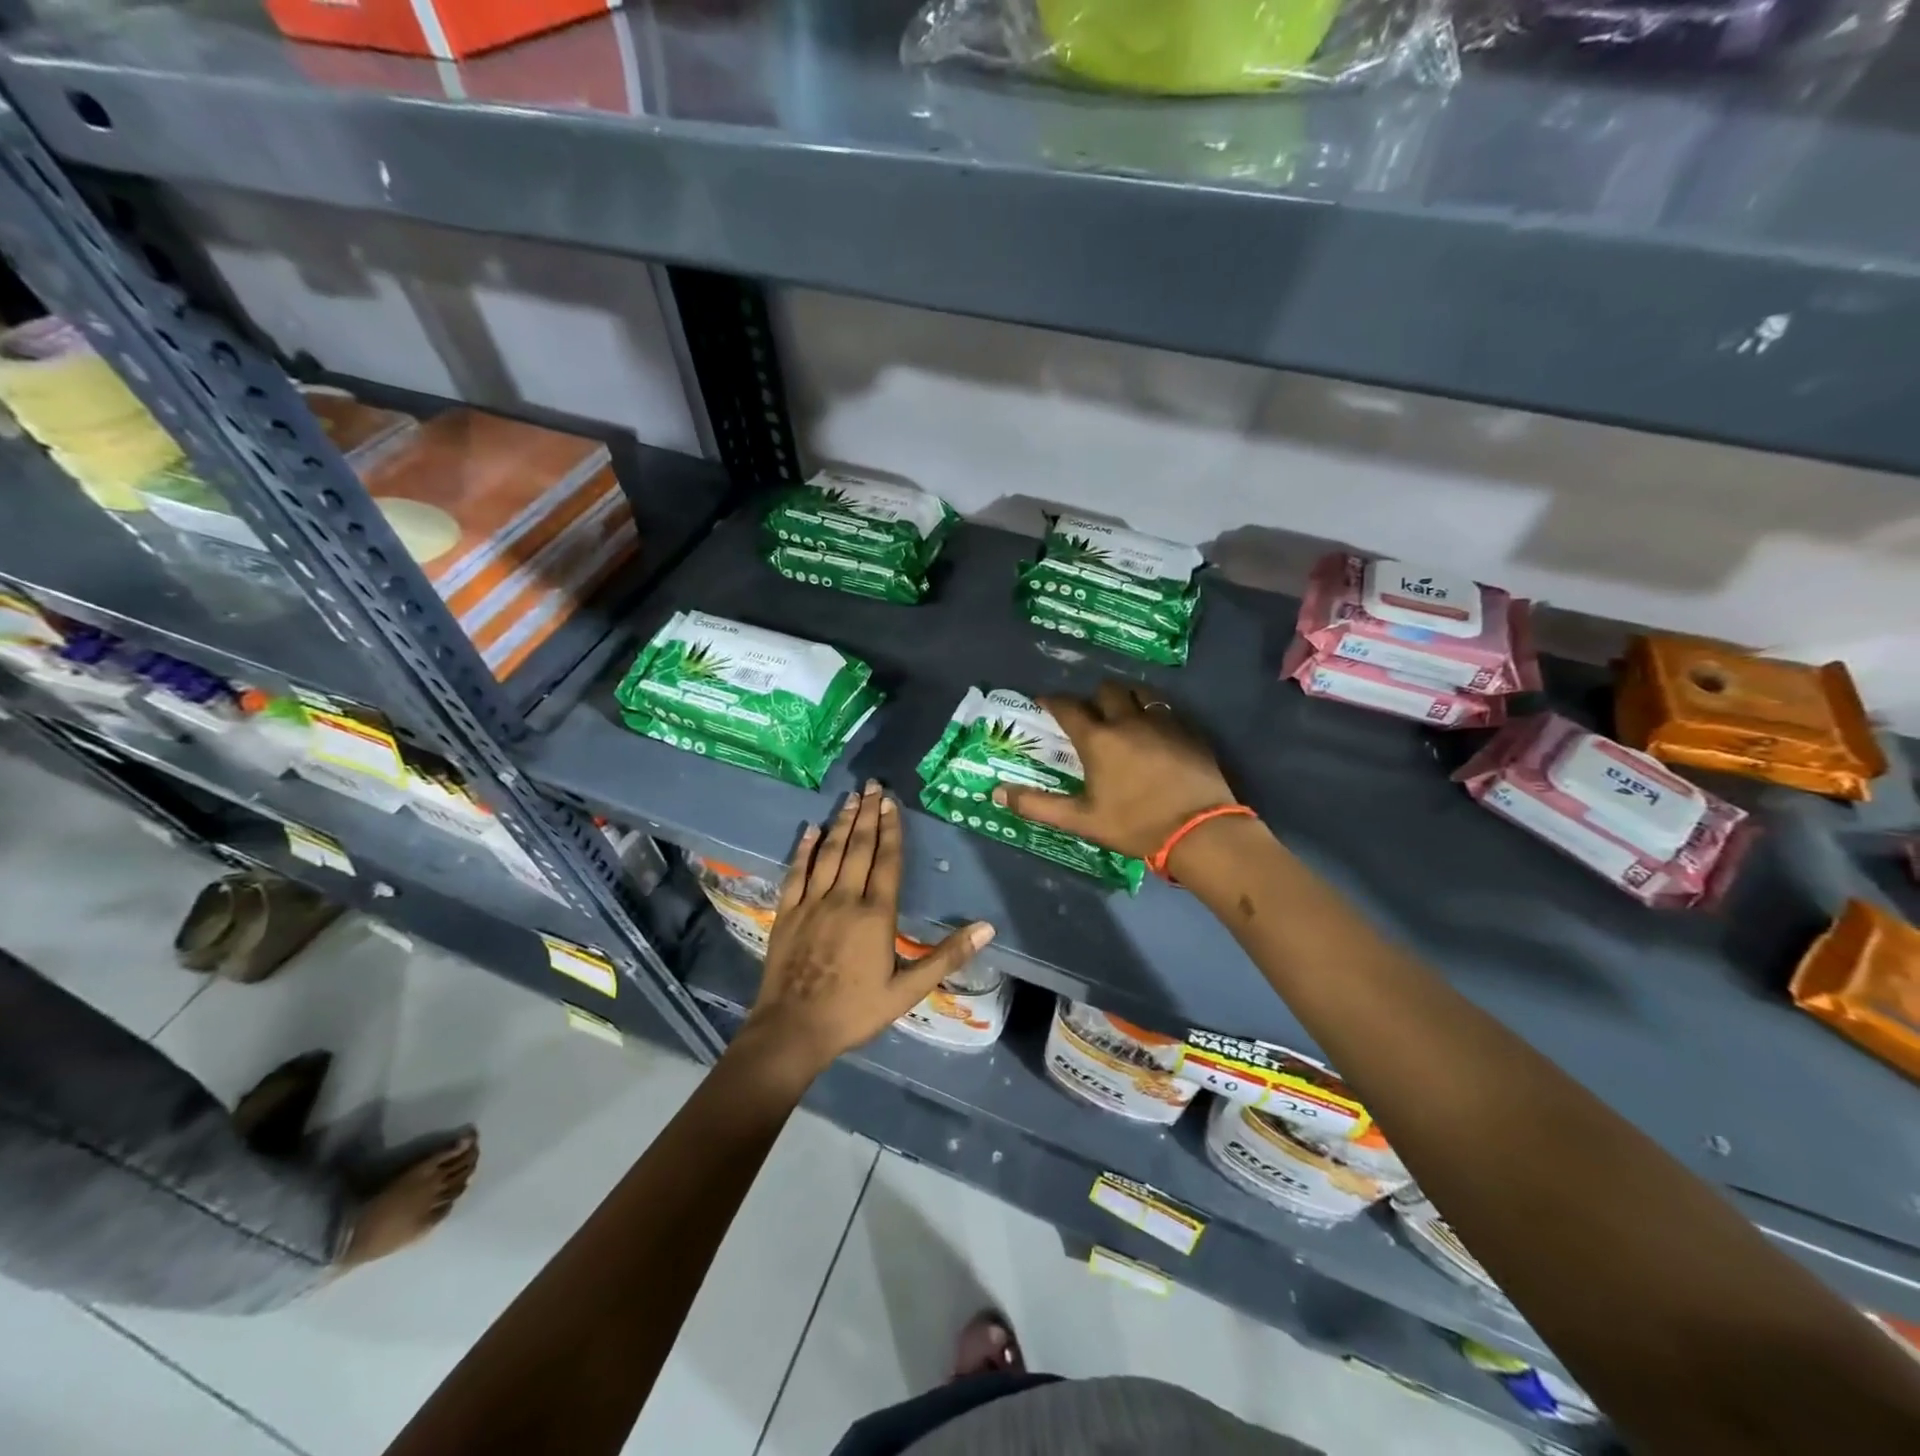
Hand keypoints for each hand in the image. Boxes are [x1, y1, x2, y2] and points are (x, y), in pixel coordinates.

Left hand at [743, 780, 994, 1078]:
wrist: (793, 1030)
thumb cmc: (855, 1011)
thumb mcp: (908, 990)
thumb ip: (947, 956)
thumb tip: (987, 928)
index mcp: (875, 915)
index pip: (887, 861)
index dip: (891, 830)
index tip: (892, 802)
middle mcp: (844, 898)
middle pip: (858, 848)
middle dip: (868, 814)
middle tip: (872, 785)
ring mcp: (812, 903)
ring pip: (829, 853)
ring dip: (841, 823)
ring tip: (851, 797)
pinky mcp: (787, 912)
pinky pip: (797, 872)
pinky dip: (804, 849)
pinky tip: (811, 830)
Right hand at [991, 681, 1236, 862]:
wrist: (1200, 830)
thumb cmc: (1135, 825)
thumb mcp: (1081, 820)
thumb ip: (1037, 805)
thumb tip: (997, 794)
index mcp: (1098, 739)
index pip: (1067, 706)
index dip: (1052, 701)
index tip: (1044, 703)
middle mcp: (1128, 720)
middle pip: (1106, 690)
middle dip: (1092, 698)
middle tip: (1089, 716)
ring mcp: (1163, 722)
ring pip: (1140, 692)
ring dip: (1126, 698)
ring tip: (1123, 715)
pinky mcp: (1189, 730)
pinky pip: (1167, 709)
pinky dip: (1154, 713)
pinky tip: (1155, 732)